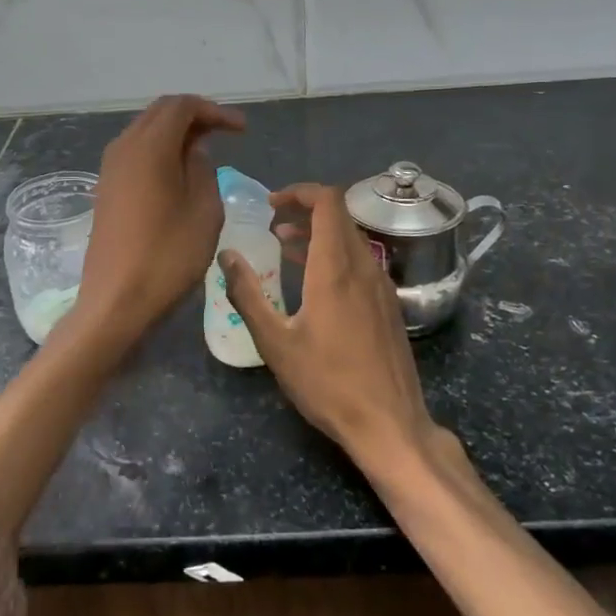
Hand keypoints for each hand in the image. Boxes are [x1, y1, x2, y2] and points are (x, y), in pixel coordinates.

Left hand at [77, 94, 244, 342]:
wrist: (116, 301)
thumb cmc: (168, 256)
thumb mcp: (204, 211)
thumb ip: (203, 170)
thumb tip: (194, 151)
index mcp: (149, 147)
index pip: (181, 106)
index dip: (214, 111)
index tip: (242, 130)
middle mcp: (124, 148)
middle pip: (160, 113)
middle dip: (194, 116)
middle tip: (225, 134)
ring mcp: (110, 169)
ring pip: (145, 132)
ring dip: (176, 134)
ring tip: (206, 152)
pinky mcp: (106, 189)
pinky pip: (135, 154)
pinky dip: (160, 152)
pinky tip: (179, 173)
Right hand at [219, 182, 436, 471]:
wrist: (389, 424)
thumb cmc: (327, 383)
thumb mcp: (275, 342)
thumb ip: (248, 294)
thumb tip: (226, 256)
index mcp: (336, 268)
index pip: (328, 201)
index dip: (300, 192)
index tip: (271, 204)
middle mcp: (364, 266)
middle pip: (339, 216)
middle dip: (304, 210)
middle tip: (272, 222)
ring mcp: (382, 285)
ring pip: (351, 238)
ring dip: (319, 232)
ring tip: (285, 244)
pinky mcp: (389, 304)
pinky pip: (361, 260)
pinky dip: (335, 254)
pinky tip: (314, 279)